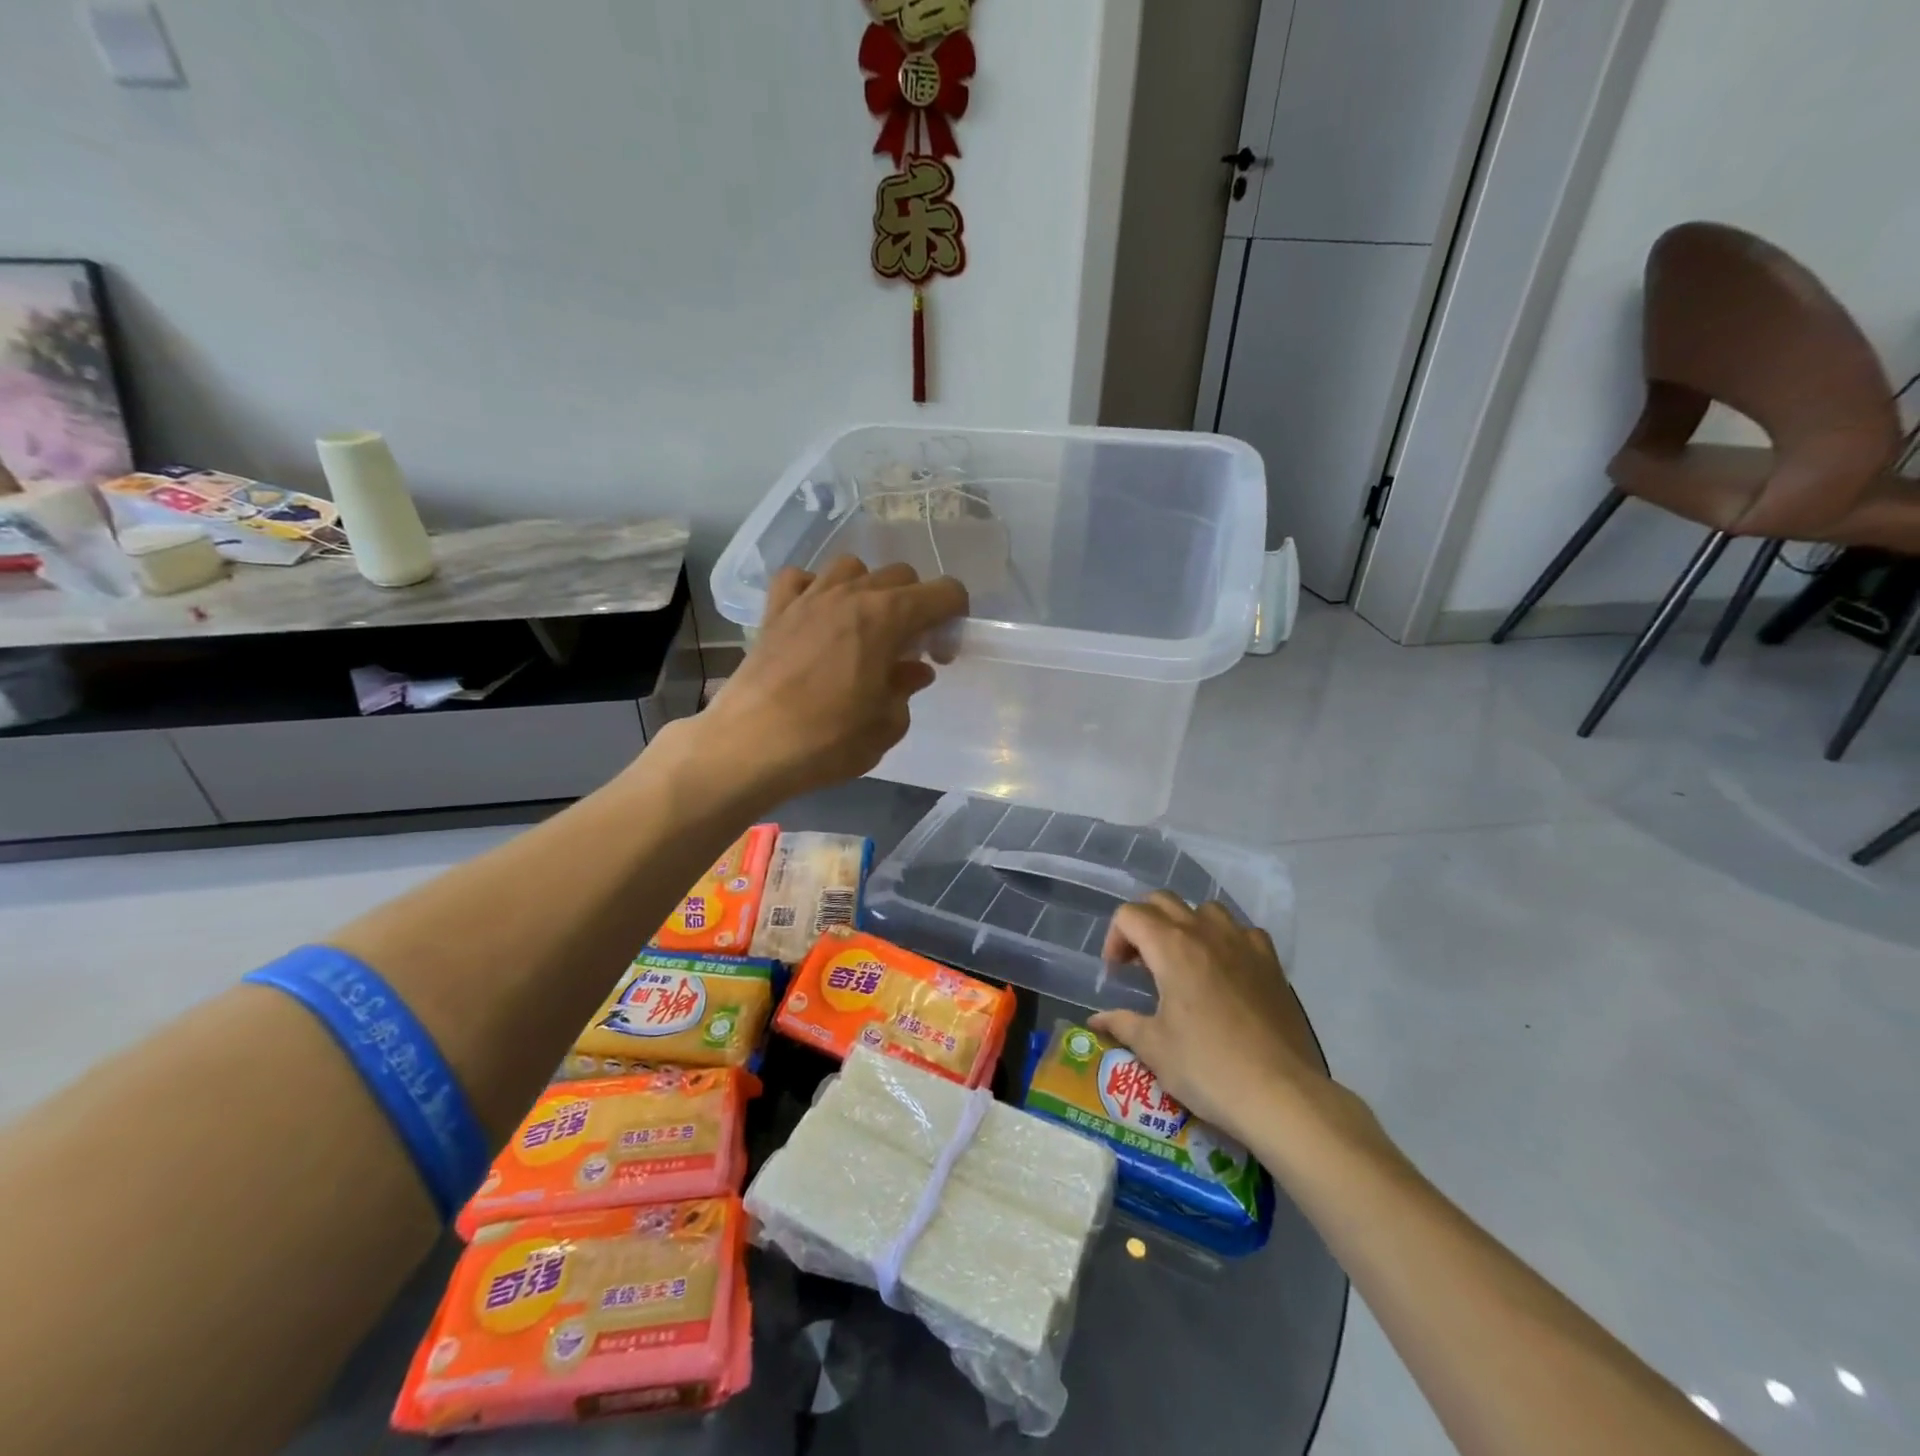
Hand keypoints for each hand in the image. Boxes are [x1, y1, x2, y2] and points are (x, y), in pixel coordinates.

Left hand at [703, 556, 967, 802]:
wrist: (750, 746)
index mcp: (888, 617)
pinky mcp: (774, 611)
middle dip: (915, 605)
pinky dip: (814, 588)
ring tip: (862, 626)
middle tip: (907, 647)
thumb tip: (913, 670)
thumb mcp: (886, 725)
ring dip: (867, 589)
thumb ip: (906, 689)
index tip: (940, 653)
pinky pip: (799, 578)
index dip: (954, 618)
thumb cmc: (828, 740)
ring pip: (851, 567)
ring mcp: (808, 597)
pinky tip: (816, 616)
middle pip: (901, 575)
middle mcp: (850, 594)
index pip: (944, 592)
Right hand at [1090, 893, 1336, 1149]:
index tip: (1117, 973)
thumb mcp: (1154, 1049)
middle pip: (1163, 902)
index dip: (1114, 938)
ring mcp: (1243, 943)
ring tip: (1182, 962)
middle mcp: (1206, 933)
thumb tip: (1097, 1020)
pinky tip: (1225, 972)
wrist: (1282, 1094)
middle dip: (1143, 924)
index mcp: (1171, 947)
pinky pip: (1242, 932)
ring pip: (1205, 910)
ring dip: (1185, 926)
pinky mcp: (1271, 962)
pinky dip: (1225, 941)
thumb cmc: (1208, 1068)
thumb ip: (1122, 1024)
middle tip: (1140, 963)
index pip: (1130, 915)